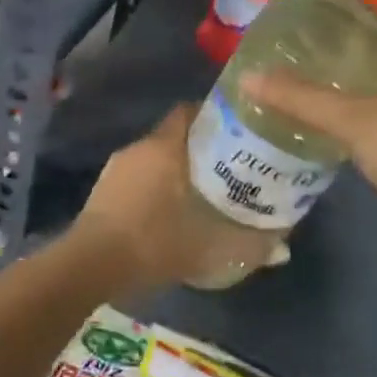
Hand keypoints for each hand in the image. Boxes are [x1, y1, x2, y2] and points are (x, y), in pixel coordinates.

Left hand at [74, 105, 284, 299]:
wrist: (92, 265)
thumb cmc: (155, 243)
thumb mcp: (211, 248)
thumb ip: (251, 244)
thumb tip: (283, 246)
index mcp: (164, 147)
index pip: (189, 112)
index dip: (213, 117)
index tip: (236, 131)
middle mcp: (139, 148)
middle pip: (174, 135)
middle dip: (200, 147)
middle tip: (227, 167)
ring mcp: (117, 167)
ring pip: (155, 157)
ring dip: (175, 168)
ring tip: (201, 191)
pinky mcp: (103, 189)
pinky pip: (138, 175)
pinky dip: (155, 185)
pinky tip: (168, 210)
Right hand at [239, 0, 376, 256]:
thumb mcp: (355, 118)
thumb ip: (301, 96)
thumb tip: (247, 77)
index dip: (358, 3)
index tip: (315, 1)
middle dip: (346, 37)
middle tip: (299, 33)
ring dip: (348, 72)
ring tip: (301, 64)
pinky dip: (352, 103)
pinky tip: (319, 106)